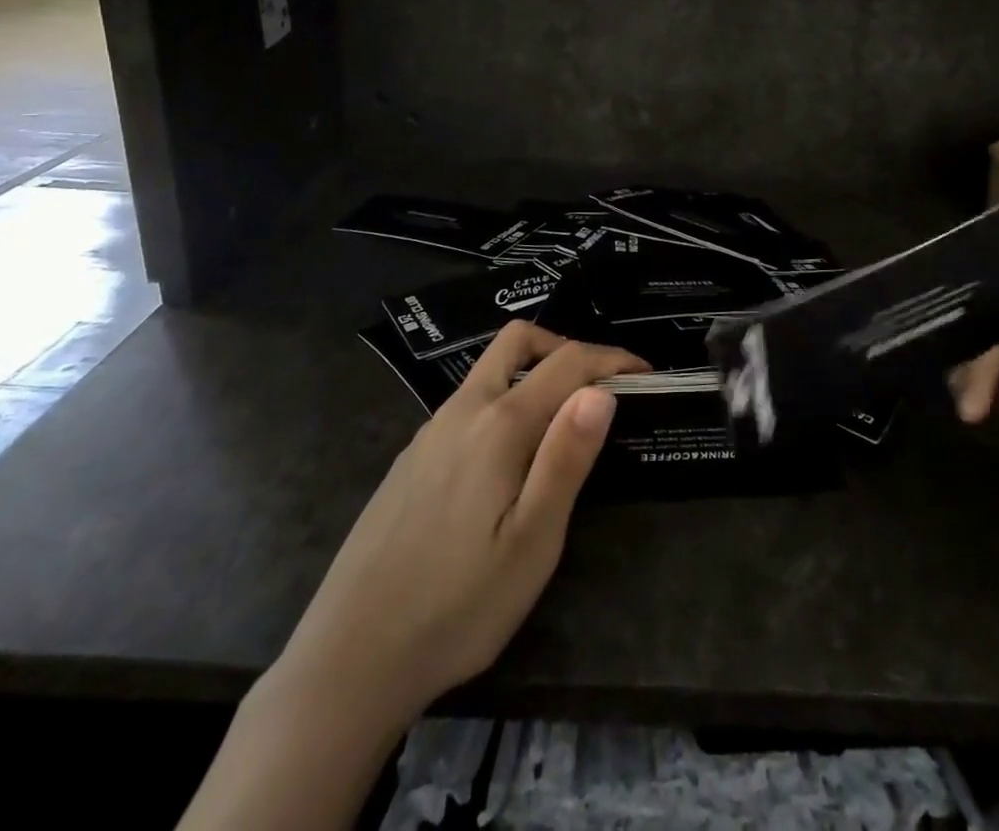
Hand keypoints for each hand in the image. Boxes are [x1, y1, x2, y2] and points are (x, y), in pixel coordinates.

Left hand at [272, 321, 646, 725]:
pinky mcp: (413, 457)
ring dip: (533, 373)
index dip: (612, 359)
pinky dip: (503, 401)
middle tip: (600, 385)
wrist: (351, 655)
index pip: (567, 363)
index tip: (648, 374)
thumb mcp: (532, 542)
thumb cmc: (458, 605)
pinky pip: (468, 404)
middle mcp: (463, 411)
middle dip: (566, 346)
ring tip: (563, 421)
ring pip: (489, 371)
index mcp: (499, 425)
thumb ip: (566, 458)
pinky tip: (509, 458)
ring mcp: (431, 431)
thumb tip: (600, 390)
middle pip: (517, 341)